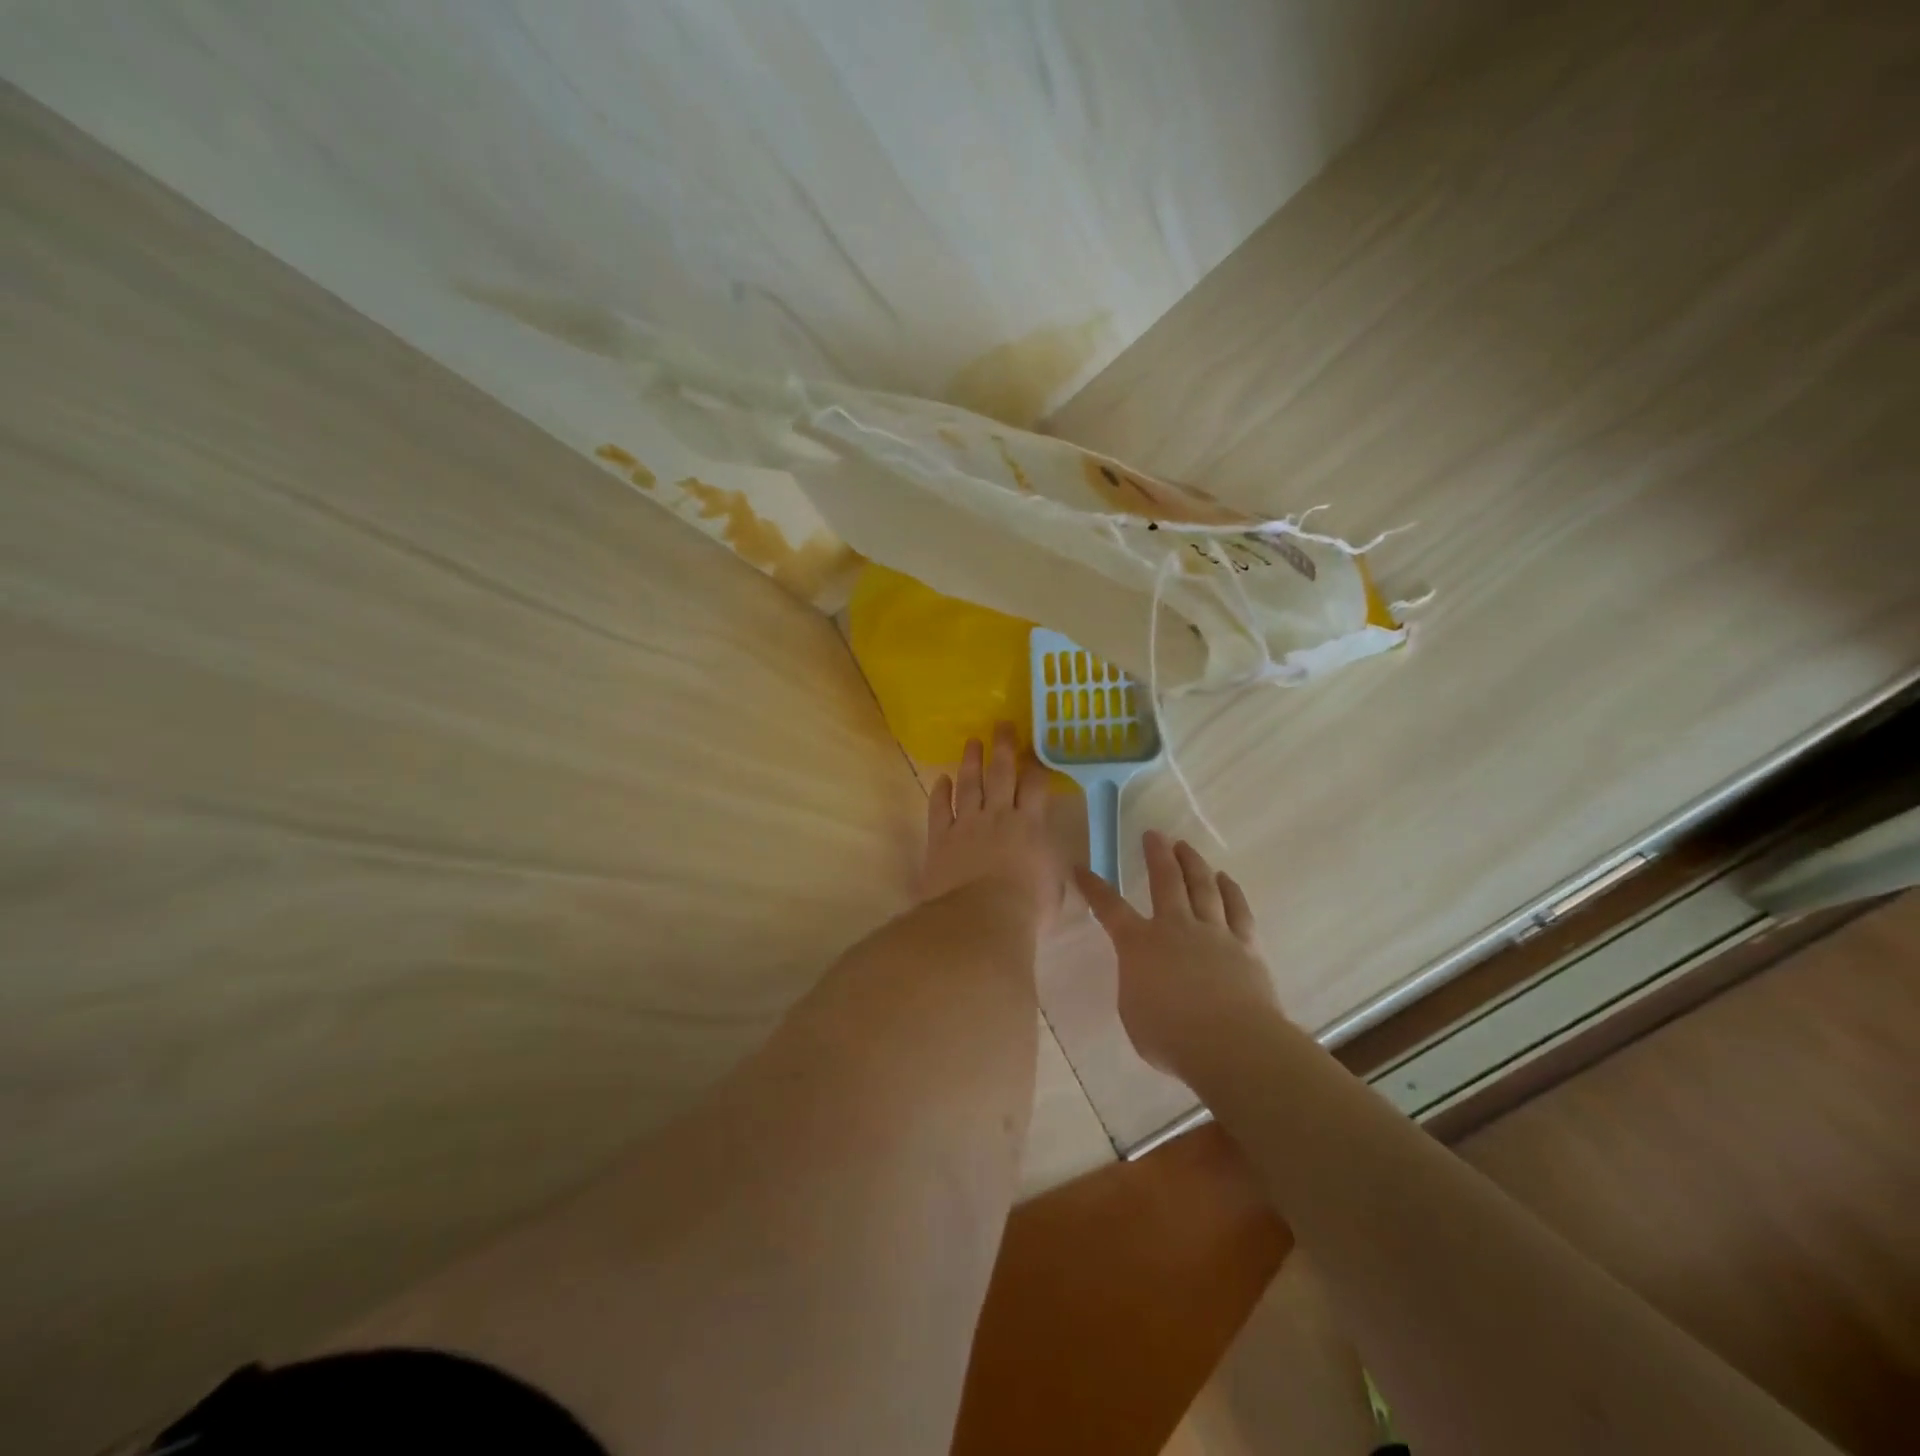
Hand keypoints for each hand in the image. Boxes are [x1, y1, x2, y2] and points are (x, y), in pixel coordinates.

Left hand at [922, 724, 1065, 927]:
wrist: (982, 918)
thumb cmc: (1027, 909)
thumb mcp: (1055, 889)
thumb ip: (1053, 867)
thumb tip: (1057, 861)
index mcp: (1031, 826)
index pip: (1035, 787)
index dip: (1036, 766)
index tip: (1035, 751)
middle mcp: (999, 816)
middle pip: (1002, 774)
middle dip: (1003, 747)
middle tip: (1001, 724)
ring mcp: (967, 824)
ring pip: (970, 784)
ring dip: (971, 761)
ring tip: (972, 742)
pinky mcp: (941, 837)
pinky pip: (940, 808)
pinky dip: (940, 792)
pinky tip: (941, 779)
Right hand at [1075, 831, 1279, 1075]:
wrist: (1231, 1044)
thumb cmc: (1170, 1037)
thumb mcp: (1133, 1013)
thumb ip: (1136, 986)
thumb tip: (1144, 976)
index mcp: (1139, 945)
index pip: (1110, 908)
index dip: (1094, 887)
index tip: (1082, 868)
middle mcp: (1175, 928)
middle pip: (1165, 880)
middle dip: (1156, 855)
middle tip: (1153, 834)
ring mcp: (1213, 933)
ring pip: (1202, 887)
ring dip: (1192, 863)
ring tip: (1186, 846)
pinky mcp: (1245, 946)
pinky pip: (1238, 909)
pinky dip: (1231, 891)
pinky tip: (1226, 879)